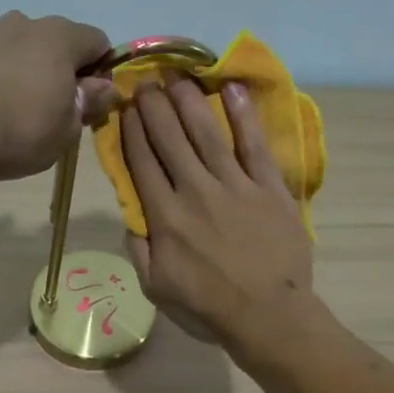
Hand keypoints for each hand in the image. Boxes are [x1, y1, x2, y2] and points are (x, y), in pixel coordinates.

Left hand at [0, 11, 116, 181]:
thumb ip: (90, 102)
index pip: (99, 42)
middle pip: (59, 43)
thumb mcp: (69, 128)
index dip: (102, 72)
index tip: (92, 103)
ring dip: (31, 74)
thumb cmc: (22, 130)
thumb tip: (105, 88)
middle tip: (59, 112)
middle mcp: (25, 24)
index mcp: (60, 36)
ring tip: (22, 112)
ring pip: (24, 51)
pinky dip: (3, 79)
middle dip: (65, 71)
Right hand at [120, 76, 315, 354]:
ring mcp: (235, 185)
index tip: (125, 107)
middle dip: (154, 106)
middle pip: (169, 138)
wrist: (268, 315)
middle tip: (145, 81)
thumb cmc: (208, 307)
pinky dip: (243, 115)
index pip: (142, 161)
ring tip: (177, 76)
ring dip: (189, 101)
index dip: (131, 130)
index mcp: (165, 216)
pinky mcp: (269, 187)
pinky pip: (254, 144)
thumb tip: (132, 215)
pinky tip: (231, 90)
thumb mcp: (156, 287)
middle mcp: (195, 191)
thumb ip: (139, 249)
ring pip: (206, 132)